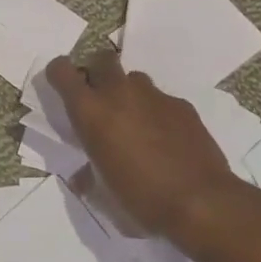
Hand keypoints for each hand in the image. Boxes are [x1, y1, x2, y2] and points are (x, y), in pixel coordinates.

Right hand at [44, 51, 241, 242]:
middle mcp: (119, 93)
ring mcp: (154, 96)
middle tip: (101, 100)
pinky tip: (167, 140)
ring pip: (134, 79)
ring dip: (129, 94)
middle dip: (97, 73)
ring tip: (136, 123)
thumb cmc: (141, 199)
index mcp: (91, 112)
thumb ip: (88, 176)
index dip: (59, 74)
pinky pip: (162, 100)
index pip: (62, 71)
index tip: (63, 89)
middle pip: (102, 59)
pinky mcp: (182, 105)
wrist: (201, 202)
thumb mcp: (103, 193)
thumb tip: (82, 177)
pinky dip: (158, 113)